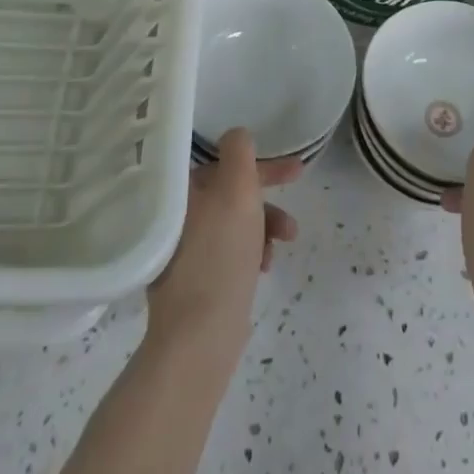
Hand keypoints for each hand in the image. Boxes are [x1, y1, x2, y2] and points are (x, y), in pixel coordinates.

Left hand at [147, 128, 301, 350]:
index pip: (226, 163)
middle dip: (267, 203)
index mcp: (182, 190)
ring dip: (264, 230)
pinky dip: (250, 254)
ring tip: (281, 247)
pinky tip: (263, 269)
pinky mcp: (191, 282)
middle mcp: (176, 215)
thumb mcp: (237, 190)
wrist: (198, 337)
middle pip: (231, 194)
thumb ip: (239, 153)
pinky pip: (228, 253)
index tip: (297, 173)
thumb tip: (237, 136)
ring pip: (234, 225)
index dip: (263, 166)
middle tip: (294, 222)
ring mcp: (180, 251)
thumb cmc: (220, 254)